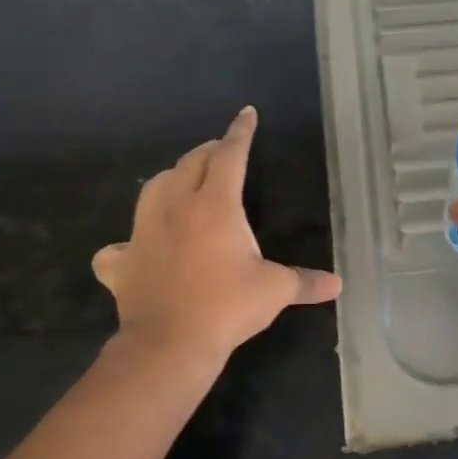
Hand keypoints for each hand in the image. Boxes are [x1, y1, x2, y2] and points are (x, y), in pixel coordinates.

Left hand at [92, 106, 342, 362]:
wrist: (168, 345)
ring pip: (153, 189)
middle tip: (221, 153)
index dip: (240, 132)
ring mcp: (143, 233)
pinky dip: (128, 243)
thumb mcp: (274, 291)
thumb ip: (305, 282)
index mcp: (215, 205)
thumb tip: (337, 284)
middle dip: (207, 152)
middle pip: (190, 164)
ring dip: (171, 180)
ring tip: (183, 186)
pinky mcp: (122, 262)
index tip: (246, 113)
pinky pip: (120, 245)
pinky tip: (136, 250)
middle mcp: (176, 208)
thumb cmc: (226, 307)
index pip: (229, 155)